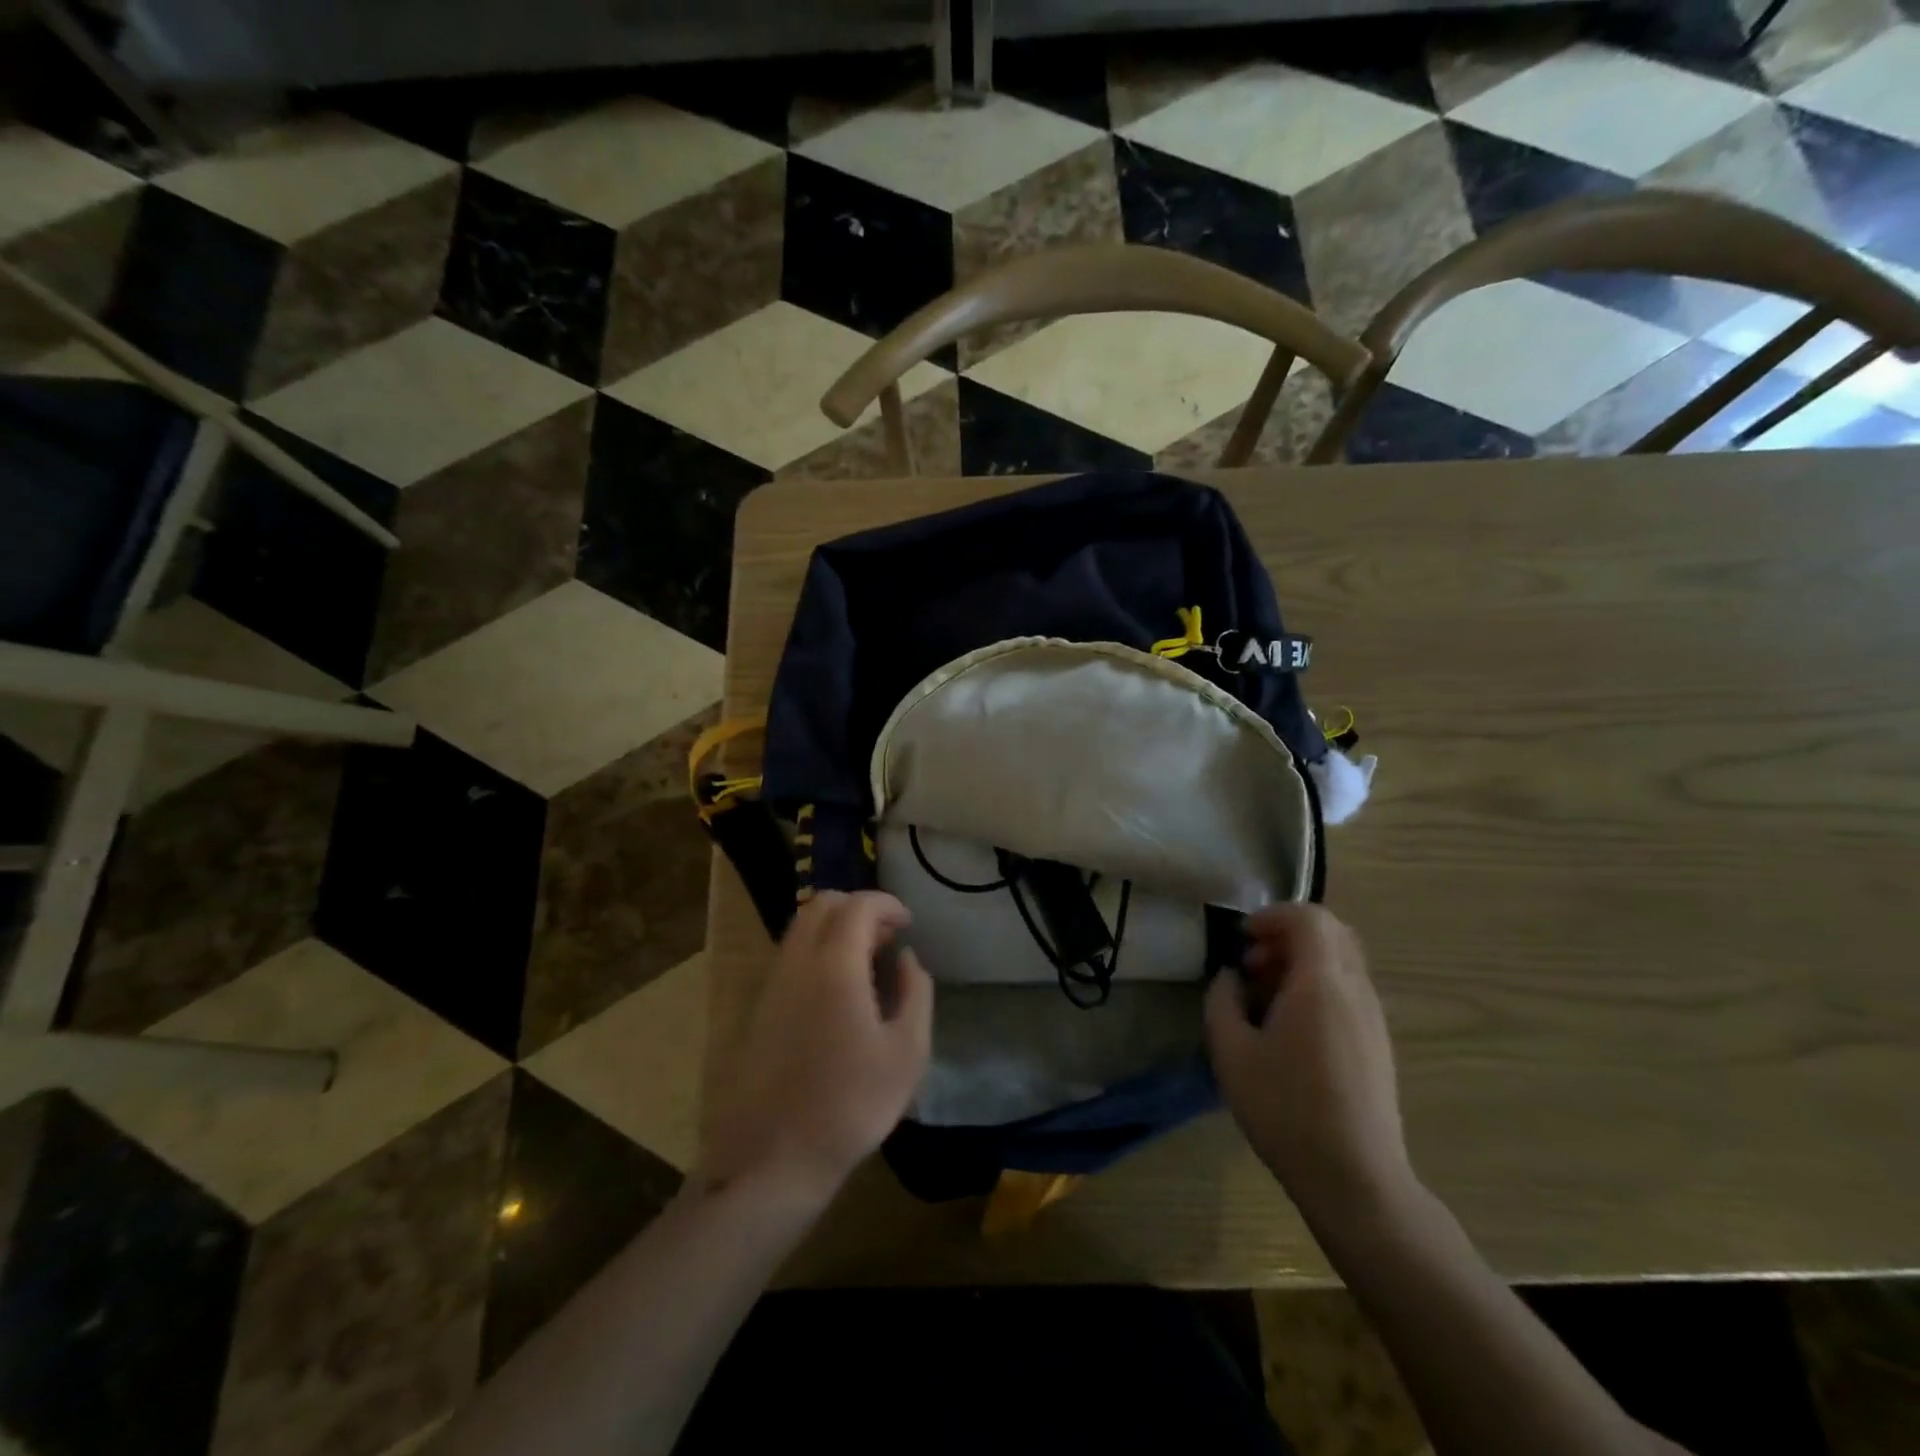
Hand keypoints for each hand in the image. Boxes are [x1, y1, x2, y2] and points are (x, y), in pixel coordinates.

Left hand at [700, 891, 933, 1209]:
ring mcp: (771, 984)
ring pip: (801, 928)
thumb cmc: (851, 1105)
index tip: (908, 923)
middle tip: (887, 937)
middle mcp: (796, 962)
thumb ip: (916, 992)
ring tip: (867, 963)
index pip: (857, 906)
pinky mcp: (759, 1008)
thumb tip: (907, 958)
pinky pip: (790, 955)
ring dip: (836, 928)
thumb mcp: (907, 1052)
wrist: (773, 1159)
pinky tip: (839, 991)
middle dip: (858, 908)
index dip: (887, 904)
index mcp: (834, 966)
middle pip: (821, 904)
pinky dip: (817, 950)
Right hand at [1205, 904, 1413, 1217]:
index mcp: (1322, 984)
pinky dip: (1317, 988)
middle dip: (1286, 937)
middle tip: (1252, 967)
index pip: (1311, 917)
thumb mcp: (1231, 1053)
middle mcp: (1356, 991)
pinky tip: (1290, 1029)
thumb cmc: (1286, 1110)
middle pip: (1331, 933)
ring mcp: (1373, 1018)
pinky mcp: (1378, 1044)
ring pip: (1341, 963)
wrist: (1356, 1180)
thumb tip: (1230, 979)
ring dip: (1301, 964)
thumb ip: (1221, 1001)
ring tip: (1265, 1000)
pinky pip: (1348, 991)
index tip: (1242, 940)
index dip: (1272, 916)